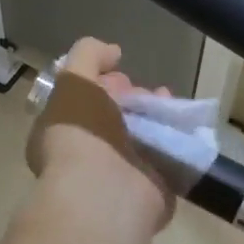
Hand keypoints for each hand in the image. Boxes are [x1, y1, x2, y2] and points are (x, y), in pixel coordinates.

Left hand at [26, 38, 174, 231]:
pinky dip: (176, 141)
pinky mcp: (150, 190)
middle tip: (149, 92)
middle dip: (134, 98)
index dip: (102, 82)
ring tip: (169, 104)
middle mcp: (88, 156)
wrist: (106, 189)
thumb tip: (113, 52)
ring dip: (157, 117)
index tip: (120, 73)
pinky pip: (166, 159)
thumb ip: (88, 55)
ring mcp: (119, 176)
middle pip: (116, 118)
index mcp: (61, 133)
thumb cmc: (81, 133)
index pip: (83, 102)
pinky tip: (181, 126)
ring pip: (143, 138)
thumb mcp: (73, 80)